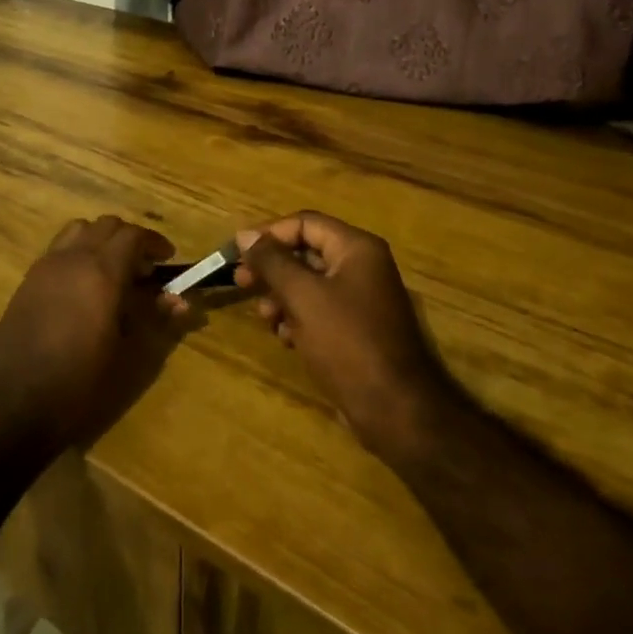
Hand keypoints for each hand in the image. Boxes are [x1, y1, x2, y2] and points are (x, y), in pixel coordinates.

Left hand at [0, 215, 178, 451]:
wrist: (15, 402)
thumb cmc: (80, 383)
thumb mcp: (128, 356)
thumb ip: (155, 320)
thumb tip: (180, 301)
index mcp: (102, 272)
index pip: (133, 235)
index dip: (154, 242)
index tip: (167, 259)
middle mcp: (73, 258)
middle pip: (106, 225)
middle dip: (129, 240)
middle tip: (143, 270)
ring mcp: (46, 266)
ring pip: (79, 231)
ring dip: (100, 241)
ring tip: (112, 272)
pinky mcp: (27, 280)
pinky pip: (58, 249)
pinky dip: (77, 254)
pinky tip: (82, 288)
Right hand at [234, 211, 452, 455]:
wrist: (394, 410)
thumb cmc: (347, 342)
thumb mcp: (302, 296)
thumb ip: (271, 261)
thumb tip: (245, 234)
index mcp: (356, 249)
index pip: (304, 223)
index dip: (268, 234)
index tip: (237, 253)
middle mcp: (361, 267)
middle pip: (305, 252)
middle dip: (271, 268)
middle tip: (240, 282)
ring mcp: (361, 299)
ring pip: (308, 284)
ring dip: (281, 296)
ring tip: (265, 318)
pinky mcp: (356, 329)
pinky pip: (319, 310)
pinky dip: (297, 318)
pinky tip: (285, 338)